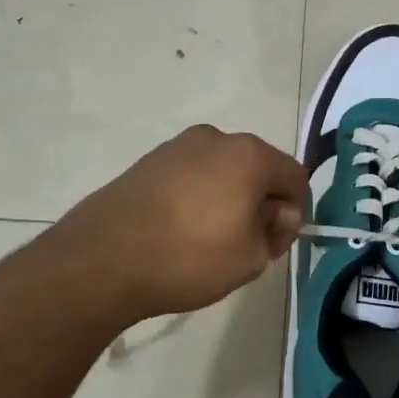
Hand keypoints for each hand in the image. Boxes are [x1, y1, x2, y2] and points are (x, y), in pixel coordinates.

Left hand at [36, 125, 308, 325]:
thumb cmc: (188, 257)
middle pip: (258, 168)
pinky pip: (191, 176)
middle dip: (262, 203)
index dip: (296, 212)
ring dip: (229, 199)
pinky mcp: (149, 161)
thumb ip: (275, 230)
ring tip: (210, 241)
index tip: (277, 244)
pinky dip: (197, 197)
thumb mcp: (251, 257)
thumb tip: (273, 212)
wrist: (102, 259)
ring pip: (223, 171)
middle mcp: (216, 138)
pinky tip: (180, 231)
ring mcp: (178, 146)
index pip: (294, 176)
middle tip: (249, 246)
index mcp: (248, 154)